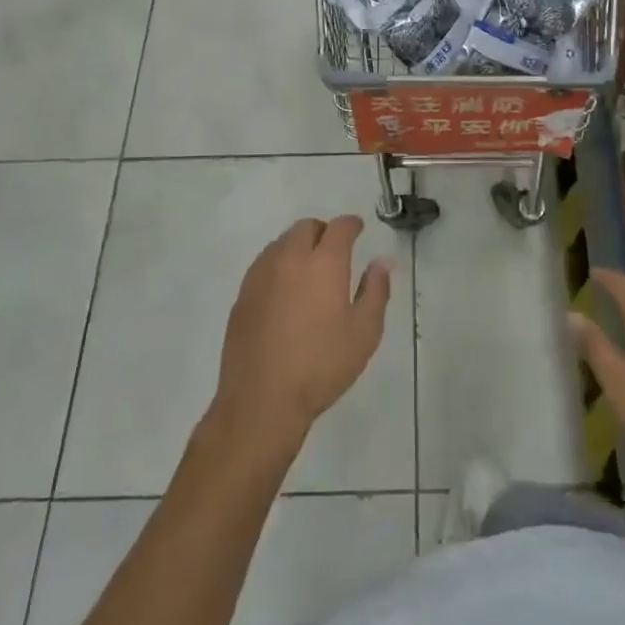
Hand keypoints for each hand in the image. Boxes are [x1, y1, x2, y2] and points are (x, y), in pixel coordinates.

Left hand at [214, 216, 392, 450]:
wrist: (262, 400)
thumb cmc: (321, 365)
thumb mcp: (364, 332)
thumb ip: (376, 291)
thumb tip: (382, 262)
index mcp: (324, 263)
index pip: (339, 227)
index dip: (351, 224)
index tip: (358, 229)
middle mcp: (290, 259)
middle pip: (306, 227)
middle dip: (323, 231)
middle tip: (334, 251)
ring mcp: (261, 275)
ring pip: (281, 243)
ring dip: (298, 246)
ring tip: (309, 271)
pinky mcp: (242, 295)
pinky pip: (264, 264)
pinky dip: (279, 265)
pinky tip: (285, 291)